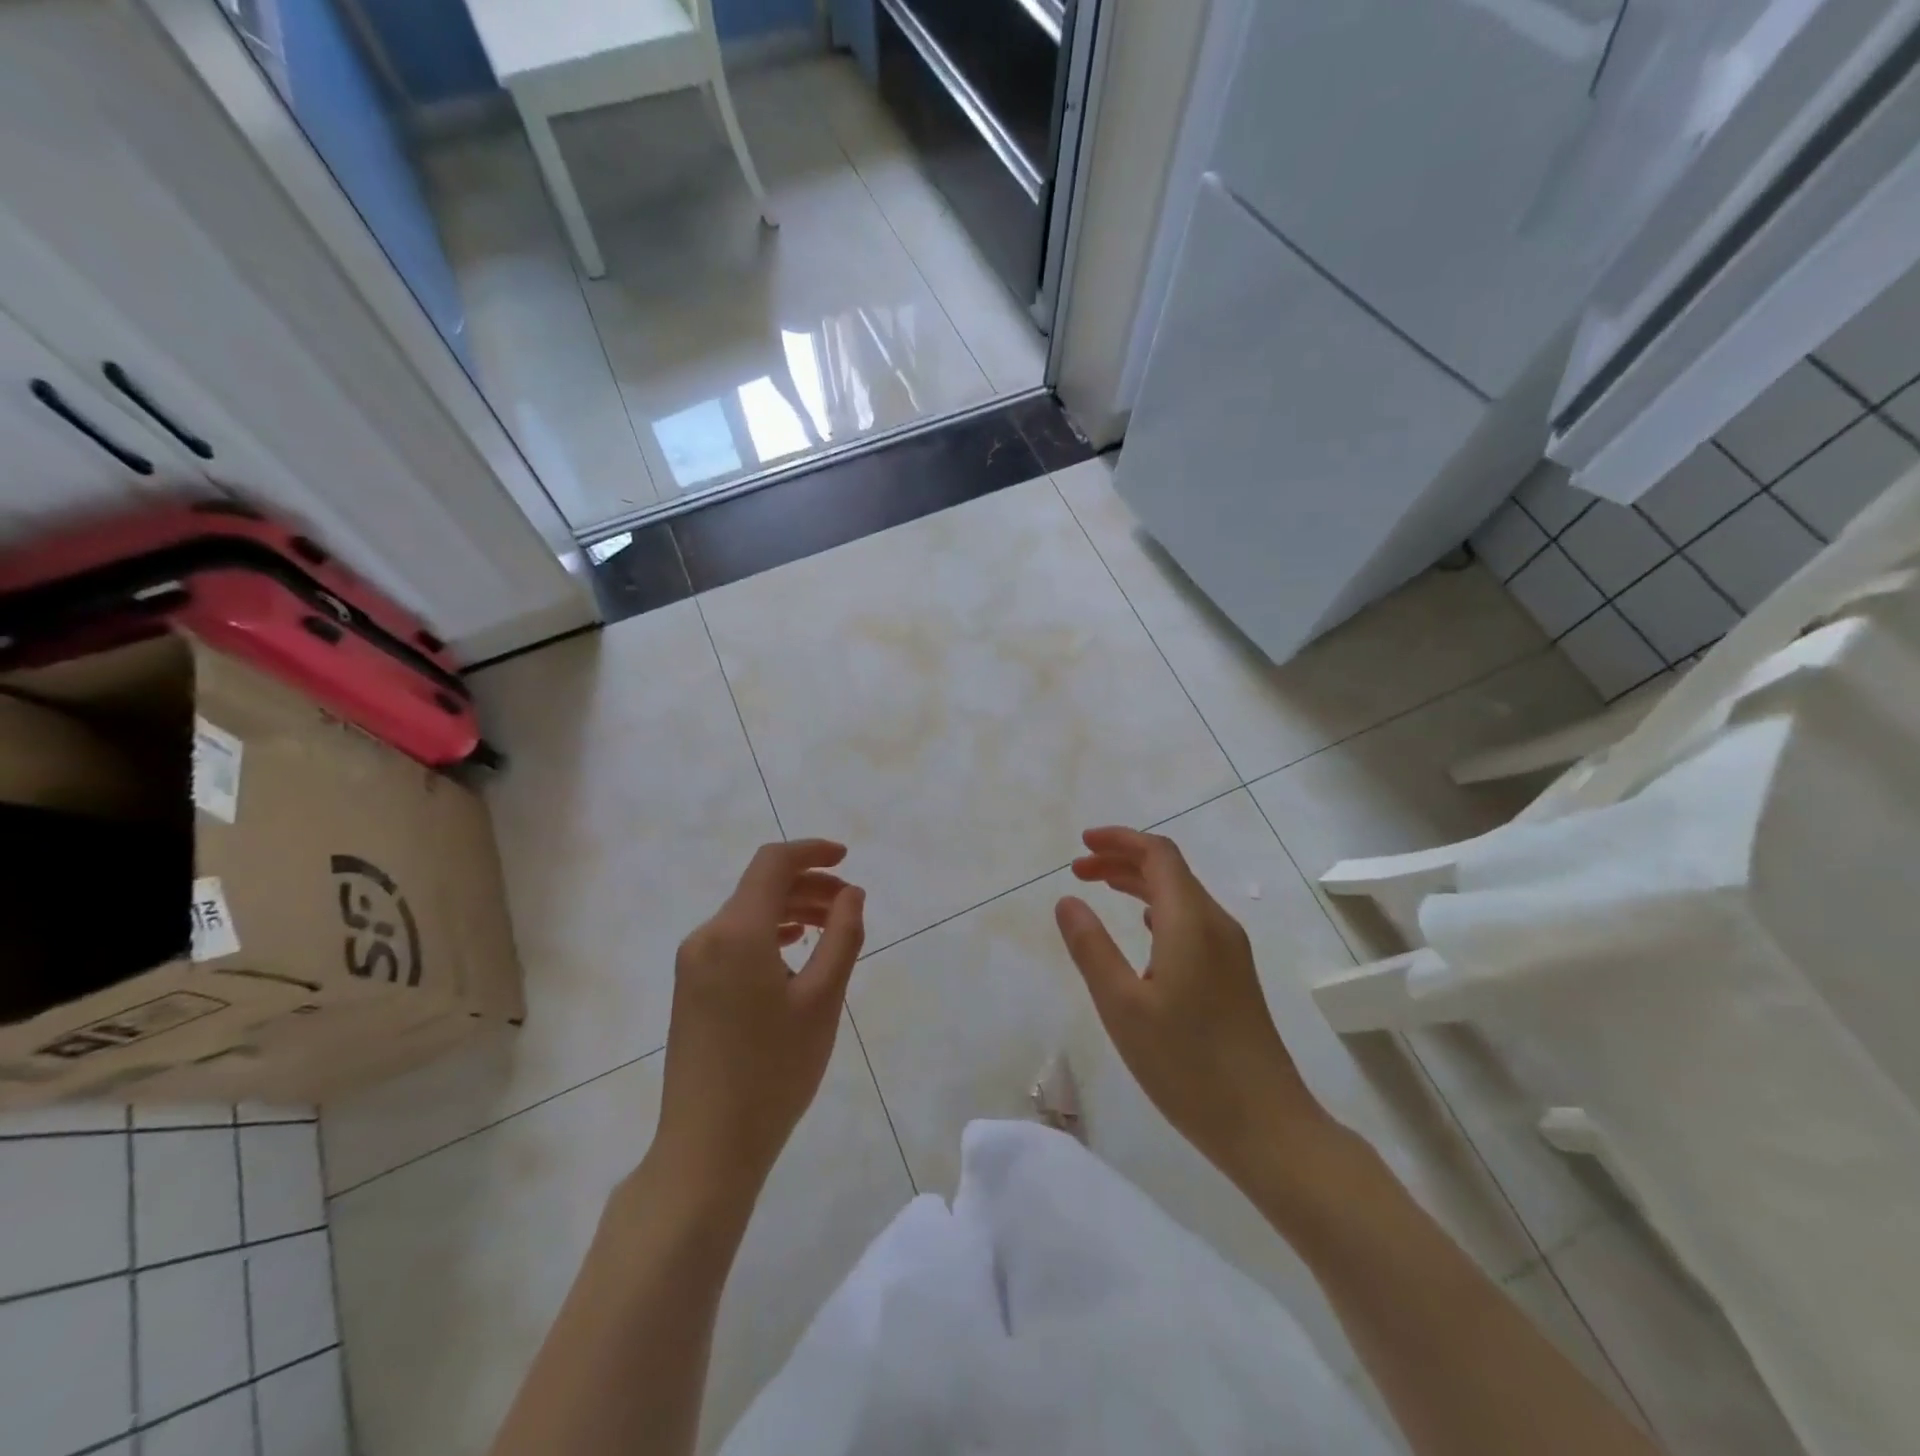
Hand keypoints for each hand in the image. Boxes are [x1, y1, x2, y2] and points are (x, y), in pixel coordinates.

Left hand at [652, 840, 865, 1202]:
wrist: (707, 1146)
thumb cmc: (773, 1071)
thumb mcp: (822, 999)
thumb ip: (842, 936)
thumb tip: (851, 893)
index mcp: (735, 931)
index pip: (772, 863)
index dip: (812, 851)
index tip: (846, 859)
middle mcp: (706, 936)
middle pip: (760, 887)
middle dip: (808, 885)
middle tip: (849, 904)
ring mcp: (693, 964)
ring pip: (747, 915)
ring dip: (791, 910)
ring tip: (830, 928)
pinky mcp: (691, 988)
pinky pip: (734, 941)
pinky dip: (769, 934)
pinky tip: (794, 953)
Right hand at [1055, 827, 1332, 1186]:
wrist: (1266, 1125)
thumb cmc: (1186, 1065)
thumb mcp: (1122, 1006)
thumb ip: (1091, 948)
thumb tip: (1067, 900)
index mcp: (1191, 921)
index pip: (1158, 854)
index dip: (1119, 840)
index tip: (1081, 844)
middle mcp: (1216, 924)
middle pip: (1170, 870)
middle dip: (1123, 860)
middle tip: (1079, 869)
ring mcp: (1231, 951)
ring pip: (1182, 895)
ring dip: (1140, 883)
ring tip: (1101, 888)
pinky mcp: (1235, 975)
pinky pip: (1192, 920)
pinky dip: (1159, 908)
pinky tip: (1145, 929)